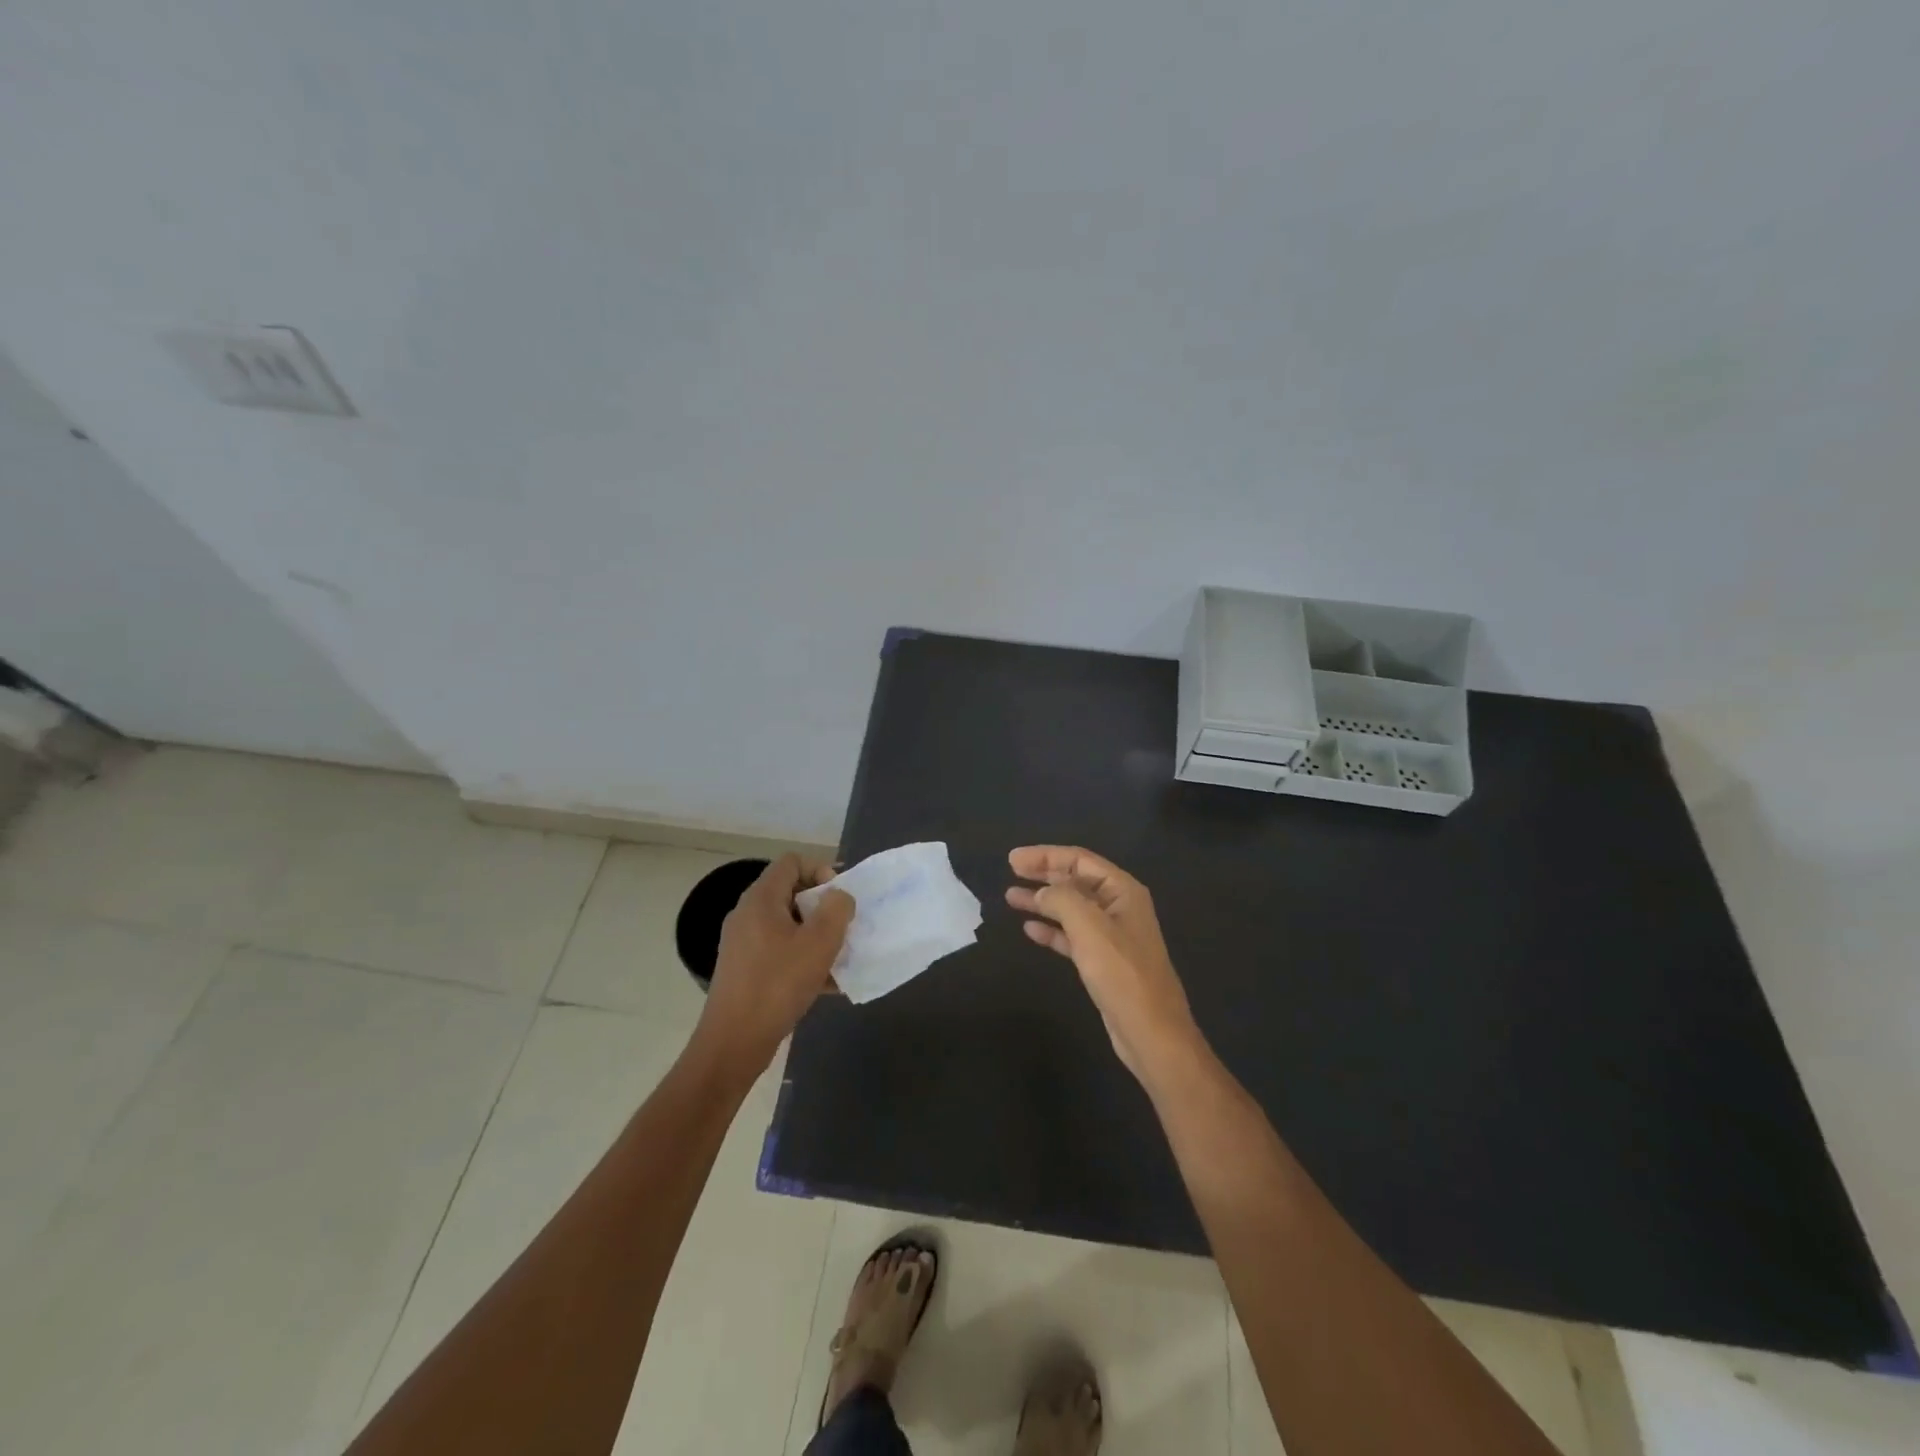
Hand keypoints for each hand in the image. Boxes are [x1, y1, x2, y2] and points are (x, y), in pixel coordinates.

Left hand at [691, 855, 853, 1080]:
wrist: (734, 1042)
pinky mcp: (745, 970)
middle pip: (791, 893)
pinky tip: (826, 985)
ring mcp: (743, 943)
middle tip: (842, 930)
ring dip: (816, 937)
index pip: (792, 862)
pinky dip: (803, 960)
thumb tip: (839, 896)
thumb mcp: (819, 942)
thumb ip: (837, 909)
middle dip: (822, 908)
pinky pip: (780, 952)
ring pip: (788, 926)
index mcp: (761, 899)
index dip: (820, 870)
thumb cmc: (778, 984)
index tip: (837, 900)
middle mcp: (748, 914)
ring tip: (839, 959)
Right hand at [1006, 846, 1203, 1081]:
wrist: (1151, 1032)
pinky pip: (1072, 935)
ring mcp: (1111, 935)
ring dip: (1042, 901)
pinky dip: (1051, 929)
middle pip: (1075, 880)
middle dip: (1043, 874)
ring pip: (1071, 908)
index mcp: (1122, 891)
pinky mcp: (1103, 961)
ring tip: (1010, 897)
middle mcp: (1119, 906)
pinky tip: (1030, 929)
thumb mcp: (1089, 927)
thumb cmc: (1122, 973)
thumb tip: (1042, 891)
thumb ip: (1062, 899)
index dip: (1045, 856)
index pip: (1079, 860)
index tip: (1013, 859)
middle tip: (1011, 871)